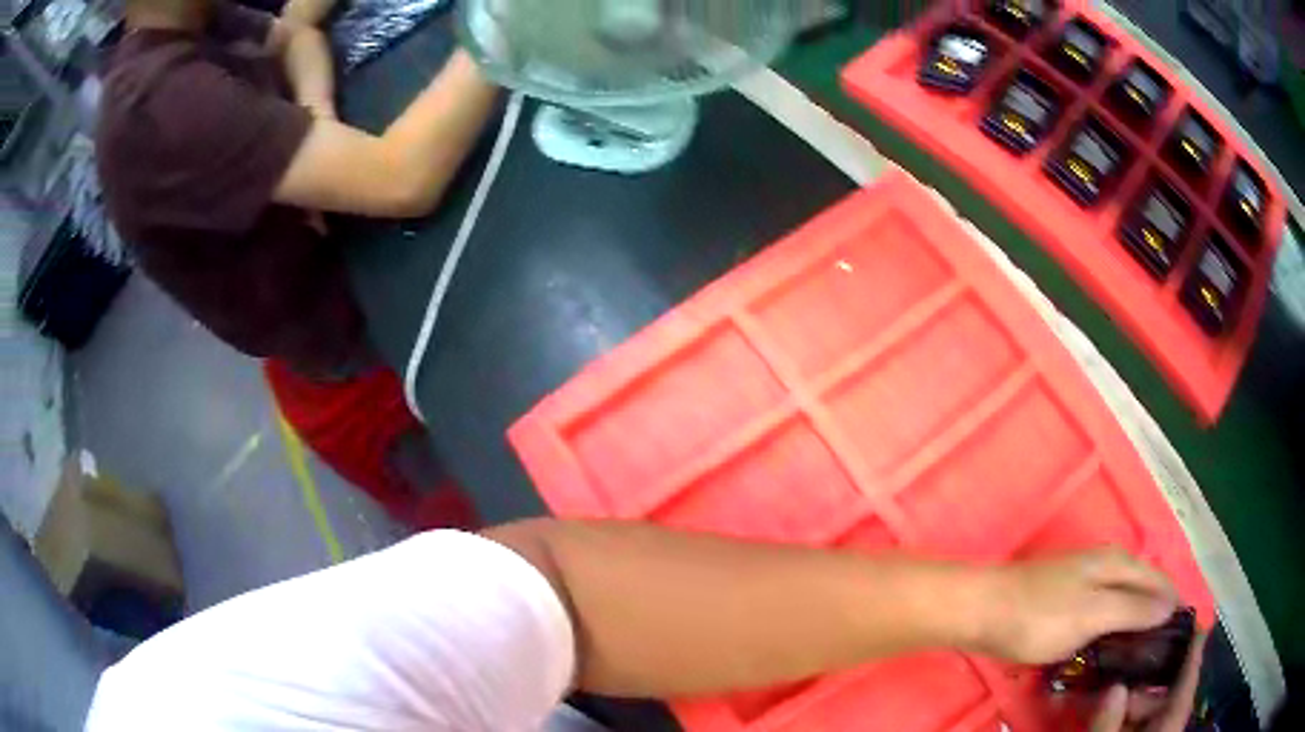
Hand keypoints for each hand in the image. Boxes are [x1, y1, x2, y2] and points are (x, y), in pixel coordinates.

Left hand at [971, 548, 1178, 664]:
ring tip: (1140, 652)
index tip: (1181, 630)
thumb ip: (1132, 609)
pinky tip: (1108, 647)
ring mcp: (1083, 581)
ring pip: (1121, 600)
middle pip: (1141, 587)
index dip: (1172, 602)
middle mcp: (1105, 565)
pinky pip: (1100, 611)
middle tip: (1161, 649)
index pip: (1158, 579)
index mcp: (1117, 562)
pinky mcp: (1064, 600)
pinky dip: (1110, 627)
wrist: (982, 611)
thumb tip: (1169, 606)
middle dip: (1154, 613)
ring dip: (1133, 622)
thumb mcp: (1093, 614)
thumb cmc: (1040, 615)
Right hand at [1090, 632, 1206, 730]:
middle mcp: (1161, 731)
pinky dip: (1116, 715)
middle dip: (1140, 685)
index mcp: (1165, 729)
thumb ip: (1107, 726)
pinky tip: (1098, 708)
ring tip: (1097, 692)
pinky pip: (1131, 724)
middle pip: (1161, 698)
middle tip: (1113, 675)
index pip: (1186, 688)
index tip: (1196, 622)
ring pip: (1142, 712)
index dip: (1193, 656)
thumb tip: (1115, 686)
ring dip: (1123, 701)